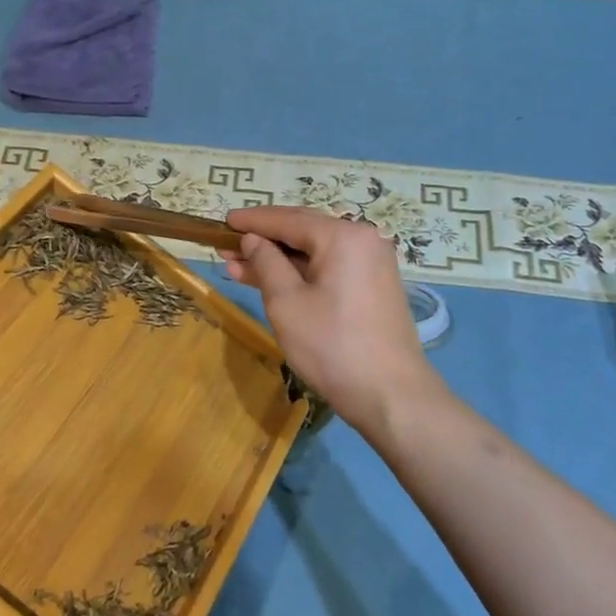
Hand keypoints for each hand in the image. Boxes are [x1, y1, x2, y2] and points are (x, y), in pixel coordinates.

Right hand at [222, 207, 438, 435]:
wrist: (391, 395)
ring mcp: (372, 263)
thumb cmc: (332, 346)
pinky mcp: (373, 286)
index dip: (253, 220)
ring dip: (278, 259)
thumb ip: (266, 263)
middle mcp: (363, 240)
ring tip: (237, 266)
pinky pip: (330, 268)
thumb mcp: (287, 302)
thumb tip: (253, 240)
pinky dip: (301, 273)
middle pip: (303, 230)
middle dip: (263, 240)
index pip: (288, 219)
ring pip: (315, 252)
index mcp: (343, 236)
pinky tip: (271, 281)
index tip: (224, 220)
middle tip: (227, 245)